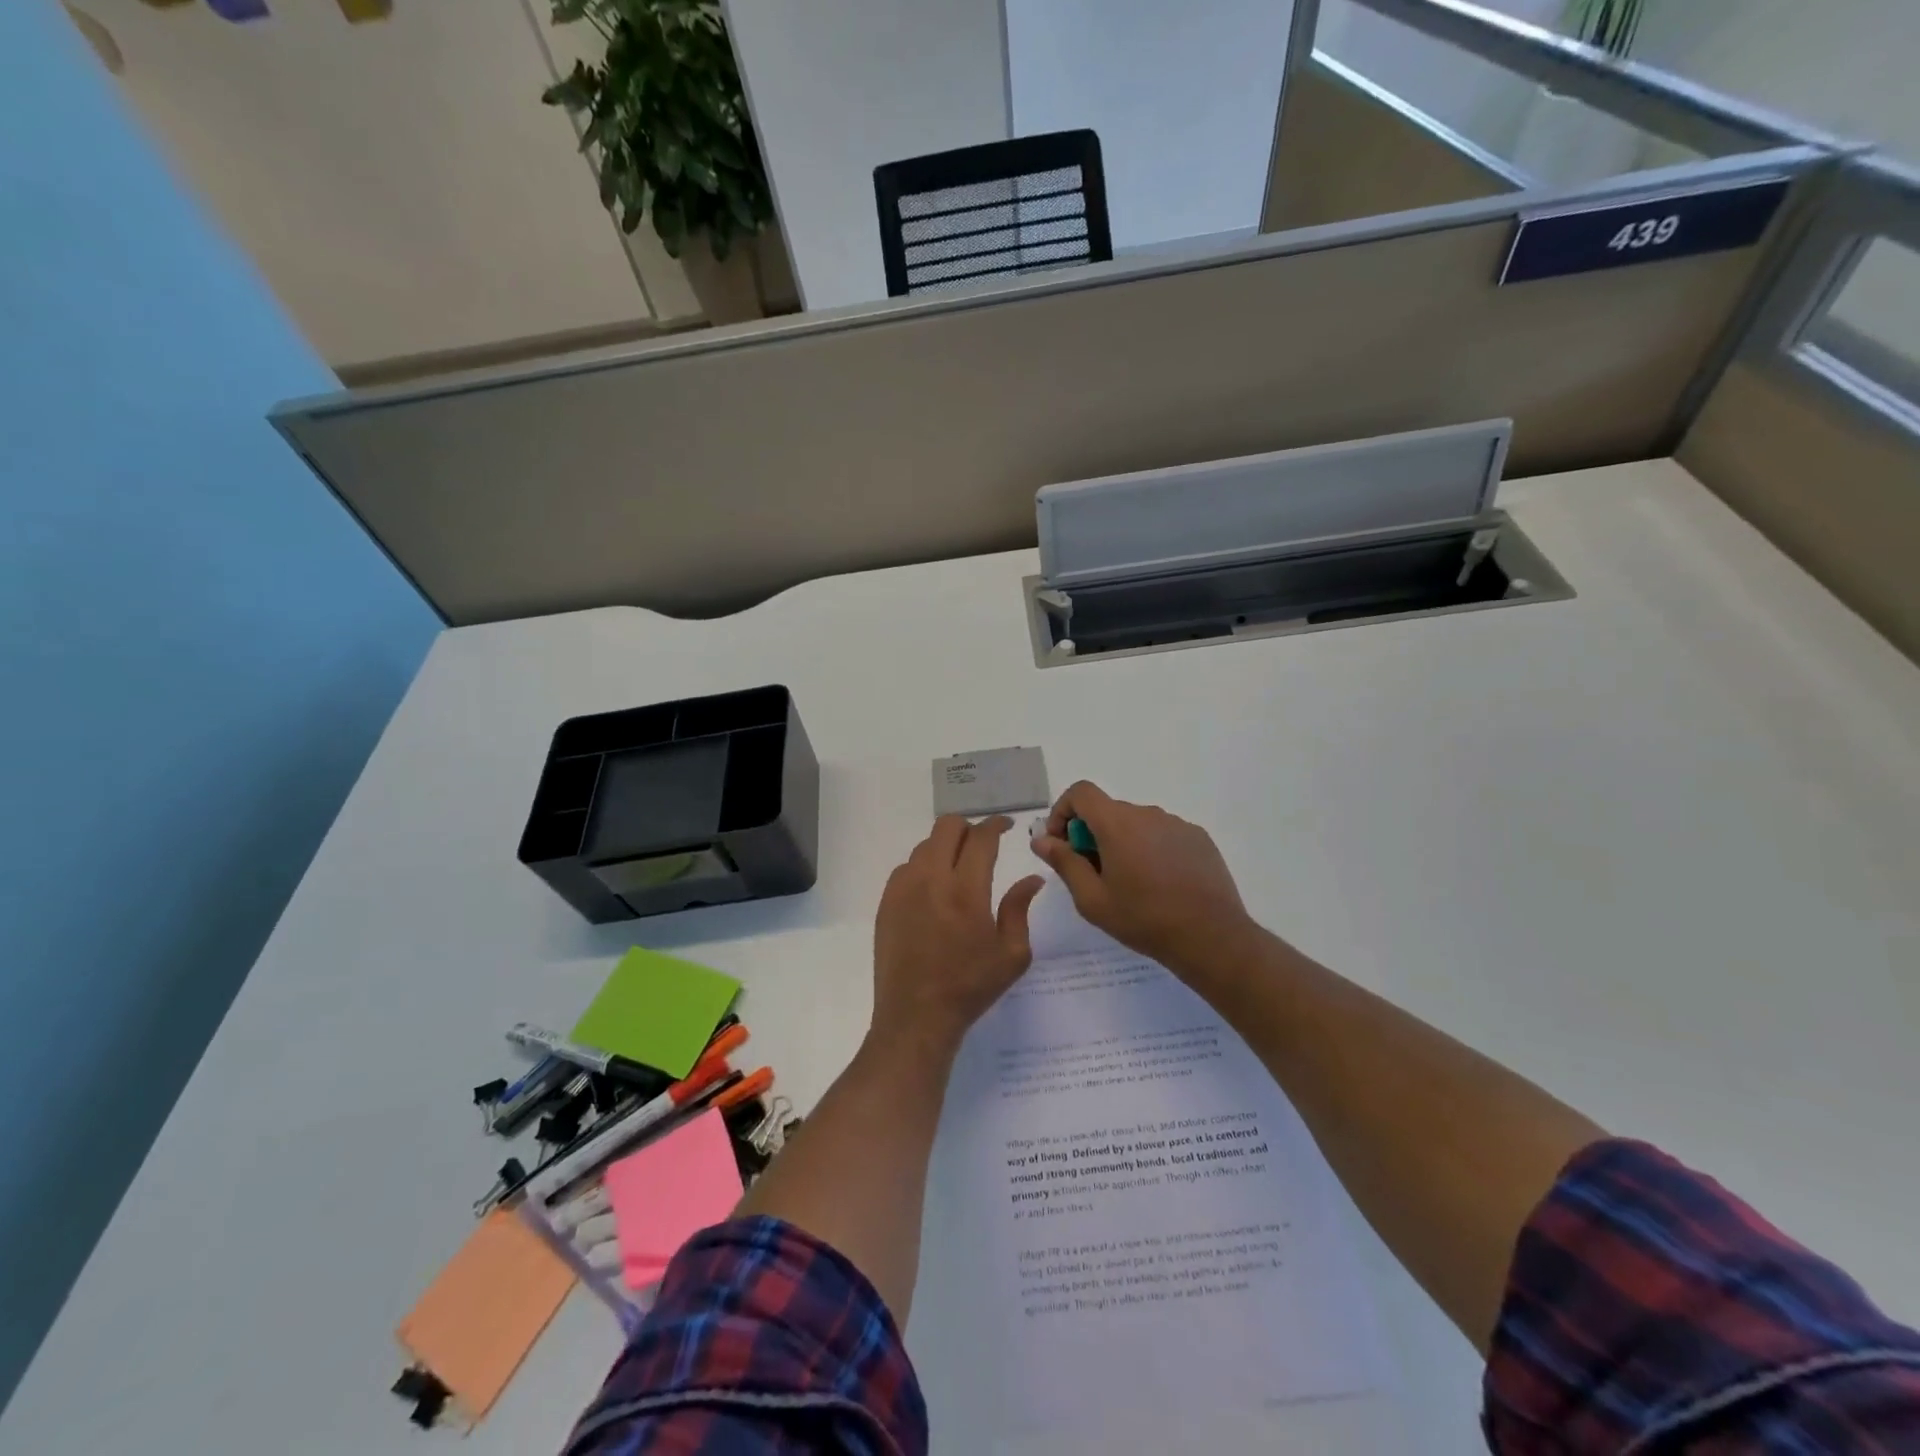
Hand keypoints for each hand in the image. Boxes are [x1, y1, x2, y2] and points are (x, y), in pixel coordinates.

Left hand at [872, 816, 1045, 1052]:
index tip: (1006, 826)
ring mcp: (903, 889)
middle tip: (982, 844)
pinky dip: (924, 866)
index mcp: (966, 890)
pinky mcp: (886, 902)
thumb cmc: (970, 987)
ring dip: (945, 847)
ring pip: (925, 845)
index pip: (981, 838)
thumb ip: (1019, 908)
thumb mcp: (1012, 954)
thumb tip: (1031, 878)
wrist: (916, 1016)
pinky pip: (906, 868)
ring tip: (958, 868)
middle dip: (969, 827)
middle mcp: (931, 879)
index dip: (996, 825)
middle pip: (947, 827)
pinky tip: (934, 889)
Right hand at [1031, 782, 1255, 975]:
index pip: (1081, 792)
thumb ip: (1064, 862)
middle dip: (1091, 834)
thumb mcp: (1092, 899)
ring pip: (1136, 824)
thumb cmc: (1143, 918)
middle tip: (1092, 874)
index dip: (1063, 811)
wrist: (1211, 936)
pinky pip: (1163, 834)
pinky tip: (1159, 884)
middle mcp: (1147, 813)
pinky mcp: (1198, 838)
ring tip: (1129, 883)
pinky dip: (1150, 849)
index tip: (1061, 844)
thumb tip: (1041, 839)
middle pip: (1108, 810)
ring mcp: (1177, 824)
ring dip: (1122, 843)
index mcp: (1117, 823)